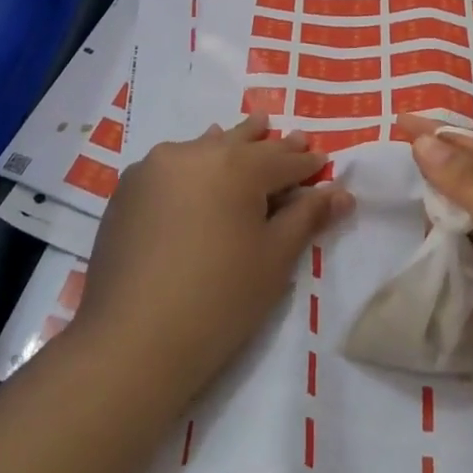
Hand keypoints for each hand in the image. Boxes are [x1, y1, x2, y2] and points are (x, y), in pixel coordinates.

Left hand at [72, 115, 352, 414]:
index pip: (283, 160)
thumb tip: (343, 192)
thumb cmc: (219, 300)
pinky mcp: (129, 188)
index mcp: (236, 165)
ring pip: (205, 146)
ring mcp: (156, 167)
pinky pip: (172, 164)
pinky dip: (194, 162)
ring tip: (249, 133)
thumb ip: (307, 217)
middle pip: (243, 143)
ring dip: (230, 143)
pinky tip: (197, 167)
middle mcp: (195, 153)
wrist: (132, 339)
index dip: (307, 163)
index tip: (323, 160)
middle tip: (293, 136)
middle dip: (271, 144)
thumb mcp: (274, 259)